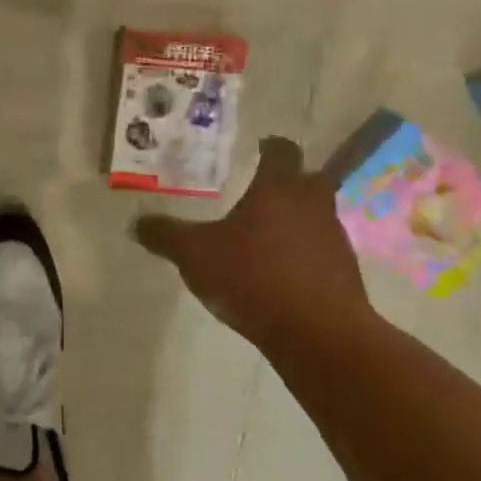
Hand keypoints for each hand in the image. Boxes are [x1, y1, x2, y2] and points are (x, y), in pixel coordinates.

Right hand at [135, 136, 372, 350]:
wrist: (319, 334)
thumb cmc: (253, 277)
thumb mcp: (194, 254)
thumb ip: (165, 235)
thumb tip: (136, 223)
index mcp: (278, 189)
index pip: (281, 151)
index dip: (269, 146)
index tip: (258, 147)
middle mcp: (312, 205)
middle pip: (308, 179)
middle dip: (288, 181)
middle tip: (260, 190)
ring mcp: (333, 239)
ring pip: (316, 216)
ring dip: (296, 220)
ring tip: (264, 236)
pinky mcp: (344, 274)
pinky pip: (320, 252)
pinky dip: (302, 254)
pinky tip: (278, 273)